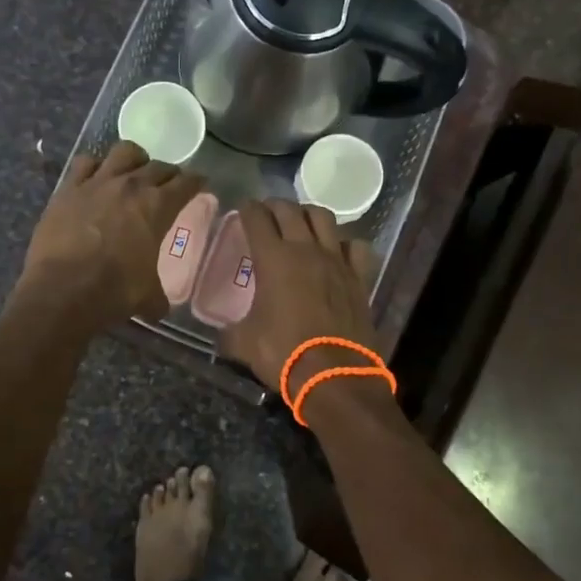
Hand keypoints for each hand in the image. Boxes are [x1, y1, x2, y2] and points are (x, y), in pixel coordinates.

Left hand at [16, 142, 205, 331]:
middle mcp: (131, 185)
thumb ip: (157, 296)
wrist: (62, 291)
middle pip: (159, 166)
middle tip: (170, 184)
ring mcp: (97, 182)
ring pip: (124, 152)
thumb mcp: (147, 296)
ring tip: (134, 171)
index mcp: (158, 206)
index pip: (186, 183)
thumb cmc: (114, 291)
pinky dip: (94, 167)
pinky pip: (85, 163)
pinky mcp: (68, 188)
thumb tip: (158, 309)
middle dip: (169, 173)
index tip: (200, 183)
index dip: (196, 182)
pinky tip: (95, 178)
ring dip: (135, 159)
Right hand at [219, 198, 377, 396]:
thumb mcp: (244, 343)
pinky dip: (344, 243)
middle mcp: (305, 250)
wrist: (334, 374)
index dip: (247, 209)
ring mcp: (336, 260)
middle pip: (290, 211)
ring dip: (308, 214)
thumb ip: (230, 332)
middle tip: (267, 212)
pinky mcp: (358, 277)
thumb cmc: (283, 353)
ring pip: (324, 218)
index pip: (257, 219)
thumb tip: (221, 335)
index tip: (243, 208)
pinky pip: (354, 246)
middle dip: (275, 206)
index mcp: (273, 258)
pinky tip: (337, 251)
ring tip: (300, 222)